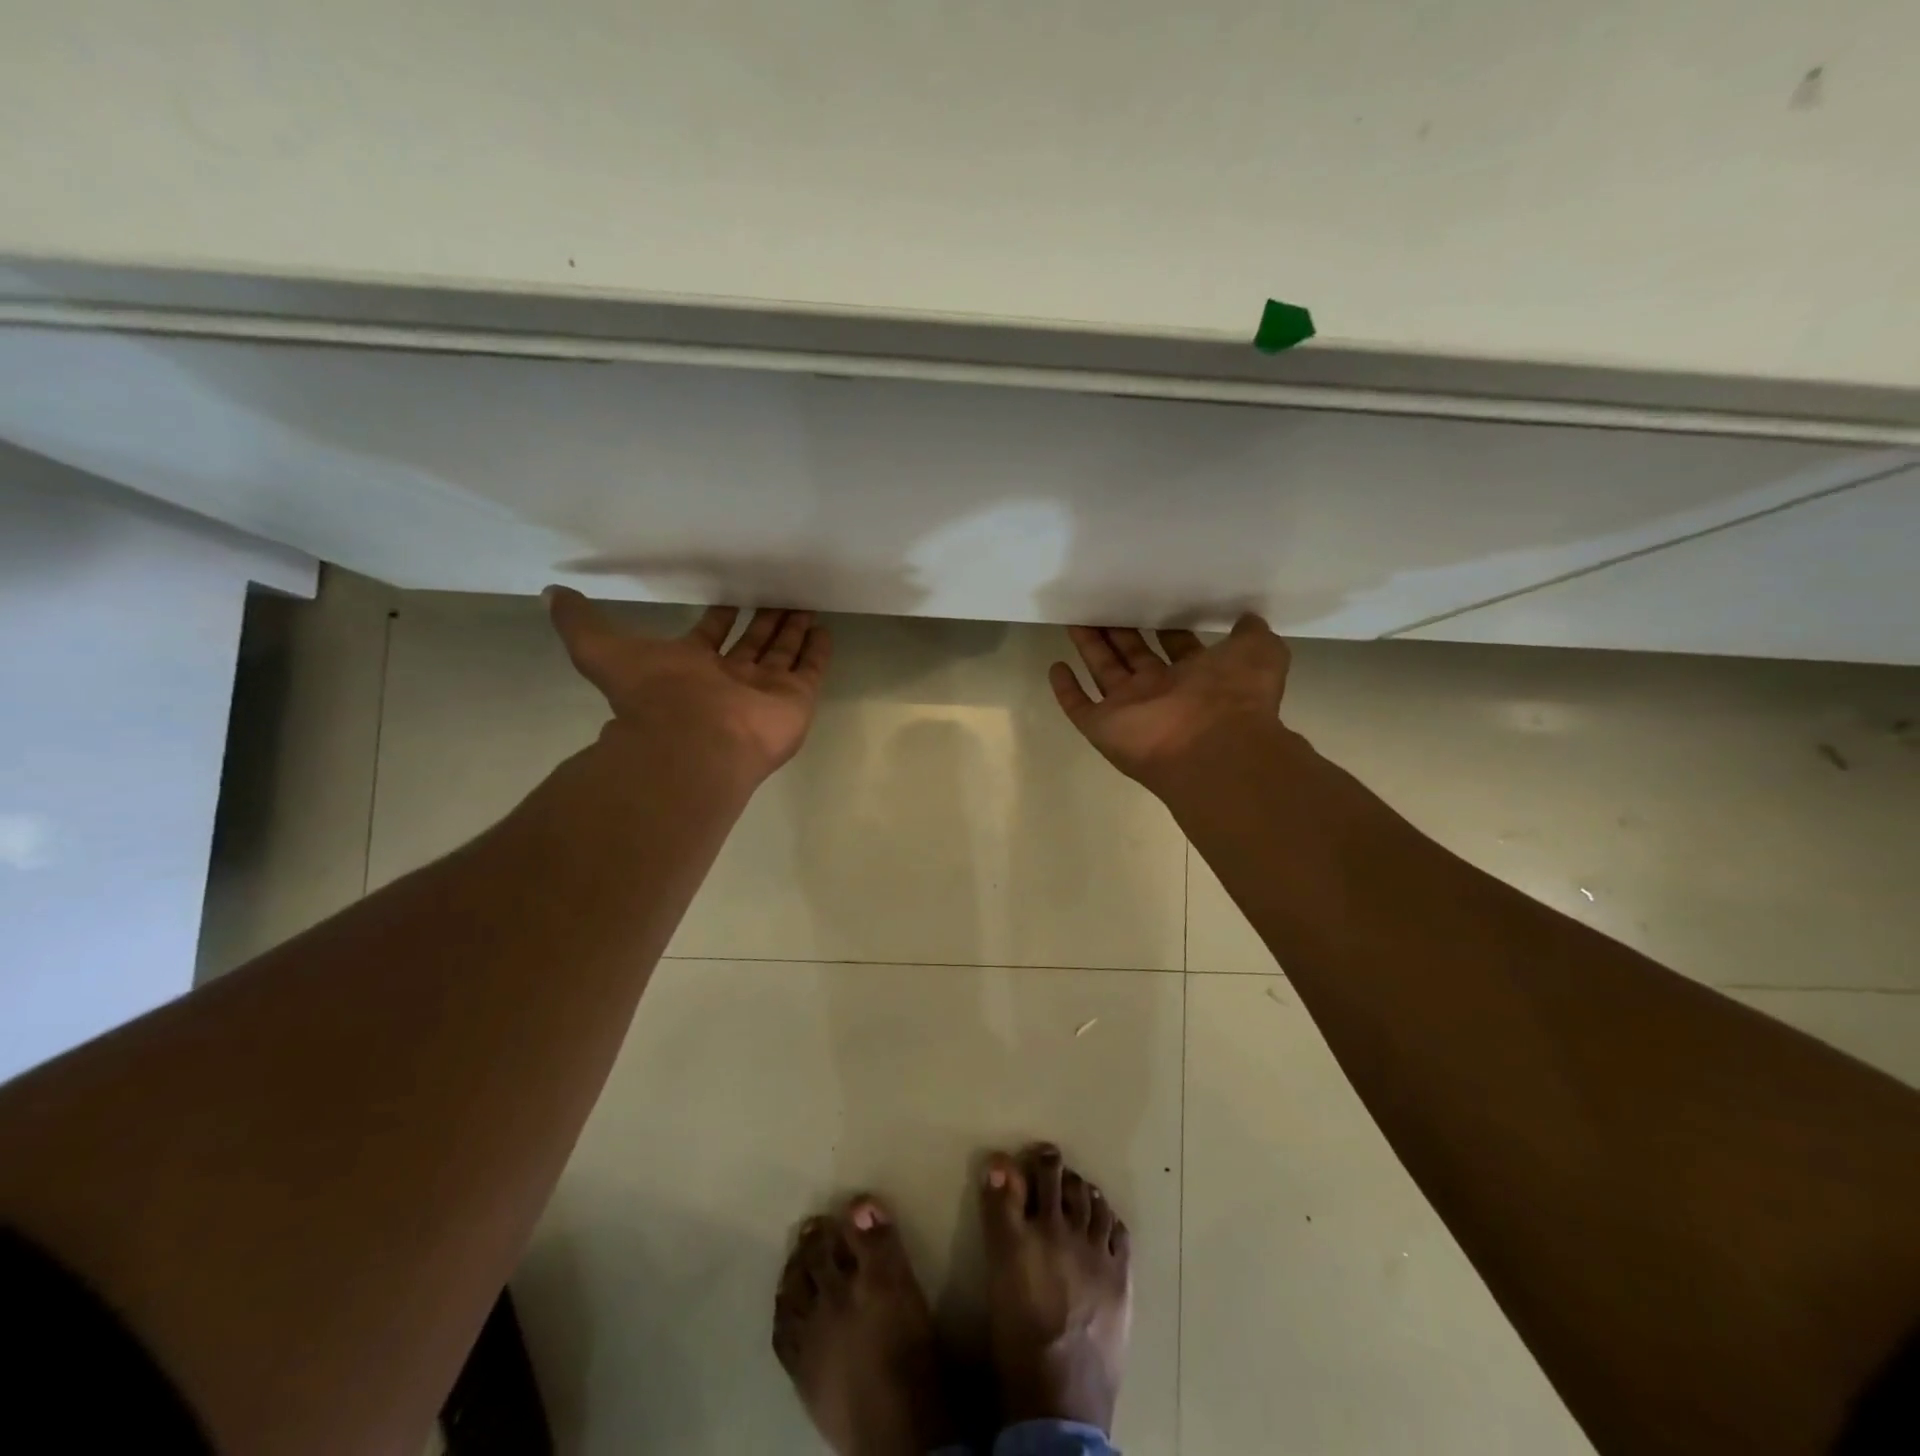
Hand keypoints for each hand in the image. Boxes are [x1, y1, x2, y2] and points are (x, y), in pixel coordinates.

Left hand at [547, 588, 830, 784]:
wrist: (693, 743)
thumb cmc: (654, 696)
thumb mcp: (601, 650)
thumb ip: (580, 623)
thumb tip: (551, 594)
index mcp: (693, 668)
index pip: (712, 636)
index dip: (721, 616)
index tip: (732, 597)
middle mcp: (731, 680)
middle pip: (753, 643)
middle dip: (764, 619)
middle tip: (779, 594)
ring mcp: (765, 692)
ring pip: (782, 653)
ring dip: (792, 630)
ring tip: (805, 603)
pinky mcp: (795, 700)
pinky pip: (810, 670)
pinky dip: (817, 651)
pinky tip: (823, 628)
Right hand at [1050, 616, 1290, 786]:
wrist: (1212, 747)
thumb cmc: (1234, 695)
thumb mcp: (1260, 652)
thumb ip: (1252, 634)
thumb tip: (1247, 618)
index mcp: (1197, 677)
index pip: (1176, 647)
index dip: (1164, 626)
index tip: (1150, 601)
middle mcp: (1161, 692)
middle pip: (1133, 655)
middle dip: (1119, 631)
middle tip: (1103, 603)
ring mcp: (1129, 710)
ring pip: (1104, 672)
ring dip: (1090, 647)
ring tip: (1075, 618)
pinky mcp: (1103, 726)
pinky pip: (1079, 706)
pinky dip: (1066, 689)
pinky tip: (1056, 666)